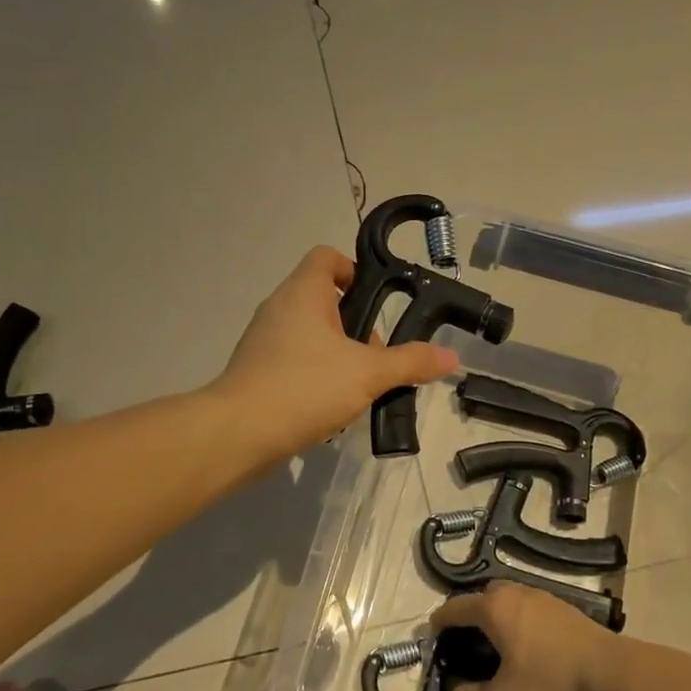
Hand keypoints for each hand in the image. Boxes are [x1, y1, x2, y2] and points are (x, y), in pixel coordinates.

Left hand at [212, 246, 457, 459]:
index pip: (327, 257)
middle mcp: (279, 308)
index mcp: (303, 293)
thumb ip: (410, 362)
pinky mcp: (257, 371)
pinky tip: (331, 407)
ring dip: (338, 355)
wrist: (239, 433)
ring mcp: (264, 340)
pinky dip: (315, 376)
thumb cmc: (305, 387)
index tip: (377, 300)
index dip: (354, 270)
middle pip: (324, 300)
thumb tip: (451, 356)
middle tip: (376, 357)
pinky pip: (294, 361)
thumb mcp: (368, 374)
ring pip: (311, 335)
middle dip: (356, 326)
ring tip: (358, 387)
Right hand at [430, 581, 617, 690]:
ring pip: (513, 600)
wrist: (615, 677)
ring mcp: (546, 600)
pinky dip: (522, 622)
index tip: (432, 632)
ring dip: (500, 616)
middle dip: (473, 612)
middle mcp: (519, 595)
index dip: (442, 620)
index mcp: (497, 608)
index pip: (458, 607)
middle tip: (465, 638)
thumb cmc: (552, 684)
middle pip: (487, 595)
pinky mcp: (568, 612)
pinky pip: (533, 610)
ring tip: (496, 644)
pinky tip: (529, 648)